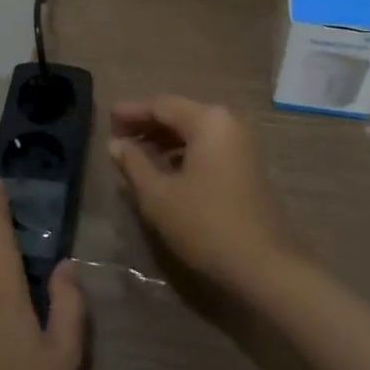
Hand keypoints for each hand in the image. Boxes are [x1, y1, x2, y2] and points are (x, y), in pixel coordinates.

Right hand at [110, 96, 296, 296]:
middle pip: (179, 114)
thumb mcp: (159, 195)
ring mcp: (240, 143)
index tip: (107, 120)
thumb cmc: (205, 224)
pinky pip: (207, 146)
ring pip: (193, 131)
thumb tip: (116, 144)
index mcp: (208, 120)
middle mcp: (227, 121)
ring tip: (134, 155)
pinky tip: (162, 169)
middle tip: (117, 138)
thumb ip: (134, 164)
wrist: (262, 264)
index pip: (162, 105)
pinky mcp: (245, 164)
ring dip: (163, 140)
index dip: (132, 112)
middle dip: (147, 125)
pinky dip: (182, 152)